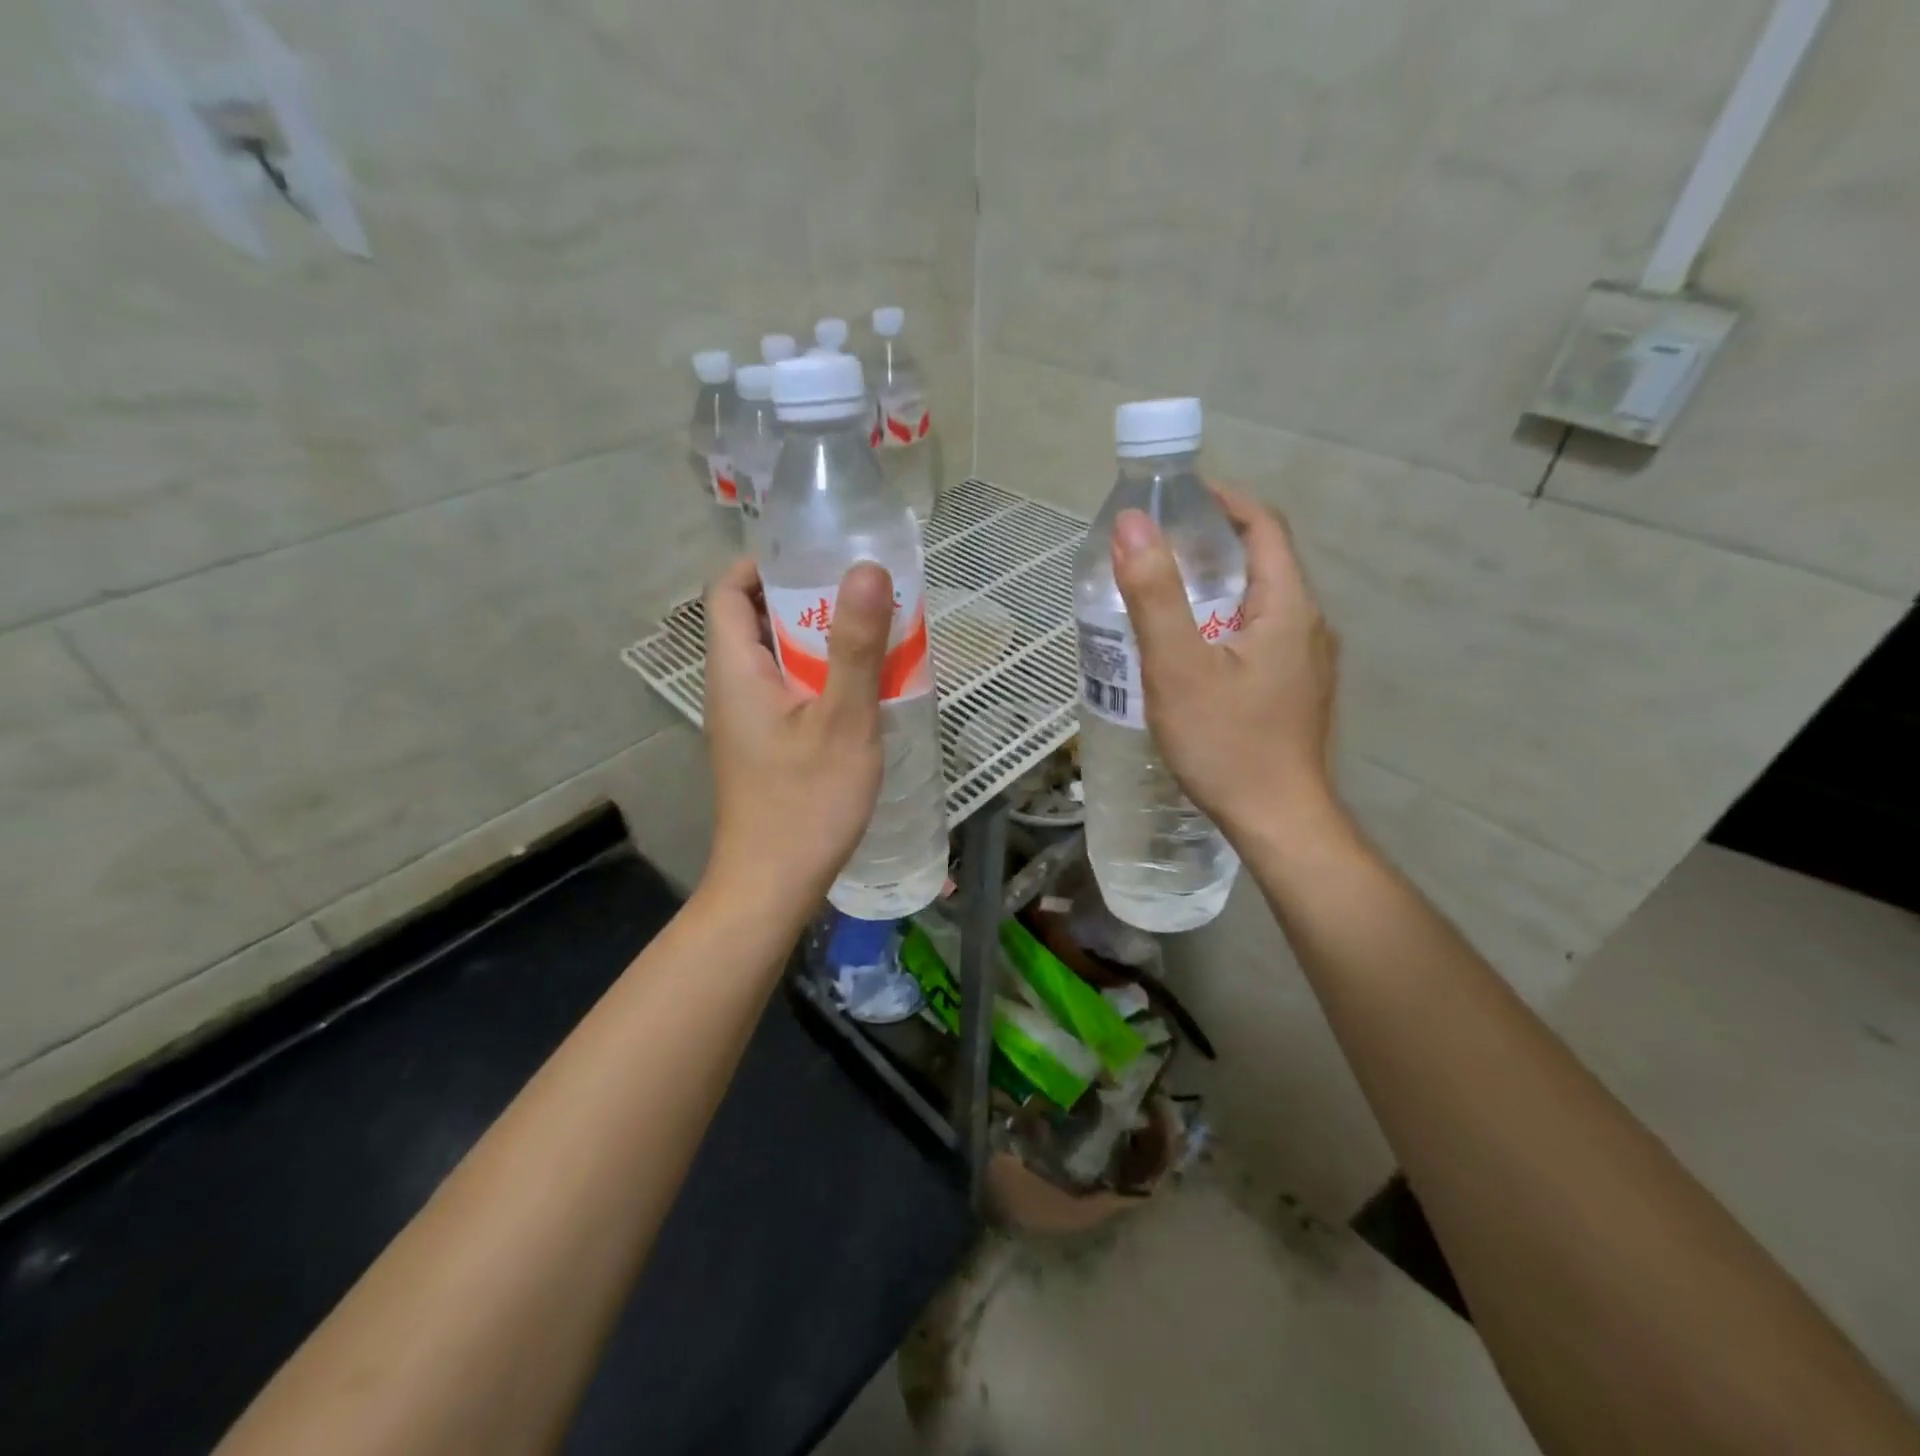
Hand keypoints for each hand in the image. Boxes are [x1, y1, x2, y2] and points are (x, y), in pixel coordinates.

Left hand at [700, 557, 891, 917]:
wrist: (773, 887)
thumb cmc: (806, 803)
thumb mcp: (842, 720)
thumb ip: (855, 645)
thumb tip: (866, 568)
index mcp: (735, 670)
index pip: (728, 590)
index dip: (765, 563)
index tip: (819, 557)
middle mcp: (731, 689)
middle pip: (757, 621)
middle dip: (807, 601)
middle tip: (863, 595)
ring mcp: (747, 722)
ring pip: (779, 660)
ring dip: (821, 642)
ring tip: (873, 636)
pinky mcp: (764, 747)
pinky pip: (790, 692)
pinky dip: (822, 679)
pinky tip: (864, 693)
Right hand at [1111, 484, 1341, 843]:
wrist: (1278, 821)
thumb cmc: (1227, 744)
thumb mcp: (1178, 666)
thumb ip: (1154, 594)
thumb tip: (1133, 523)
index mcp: (1287, 606)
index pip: (1264, 526)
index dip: (1223, 500)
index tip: (1177, 496)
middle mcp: (1308, 625)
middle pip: (1264, 562)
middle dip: (1212, 543)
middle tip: (1157, 549)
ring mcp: (1306, 662)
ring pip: (1261, 602)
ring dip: (1217, 585)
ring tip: (1164, 595)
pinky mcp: (1295, 690)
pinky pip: (1260, 635)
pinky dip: (1224, 622)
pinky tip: (1190, 650)